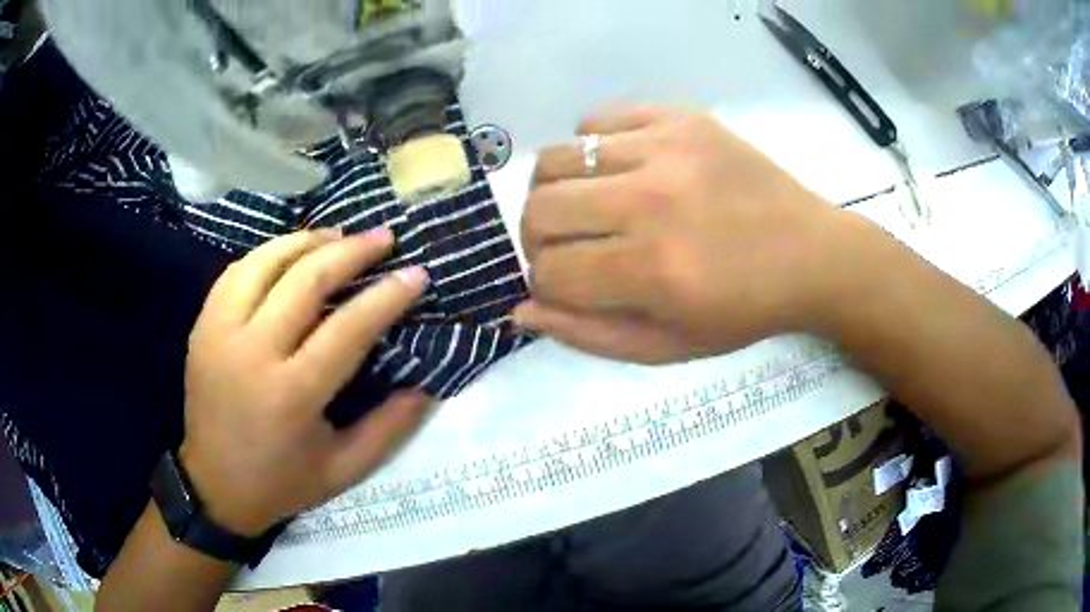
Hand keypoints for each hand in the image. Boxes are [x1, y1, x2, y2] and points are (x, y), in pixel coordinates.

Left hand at [180, 228, 431, 535]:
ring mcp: (219, 333)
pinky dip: (267, 254)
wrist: (214, 486)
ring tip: (338, 234)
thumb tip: (428, 385)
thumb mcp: (344, 470)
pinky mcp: (203, 326)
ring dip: (307, 241)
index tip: (415, 273)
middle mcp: (251, 353)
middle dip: (350, 252)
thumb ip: (389, 428)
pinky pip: (236, 272)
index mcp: (291, 395)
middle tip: (382, 237)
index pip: (347, 328)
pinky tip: (289, 253)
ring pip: (265, 262)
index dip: (387, 296)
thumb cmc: (282, 483)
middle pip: (305, 280)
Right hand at [515, 106, 859, 363]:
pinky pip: (597, 120)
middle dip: (538, 239)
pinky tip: (616, 168)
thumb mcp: (667, 347)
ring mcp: (666, 149)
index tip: (566, 284)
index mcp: (652, 271)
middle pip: (539, 209)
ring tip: (585, 205)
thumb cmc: (743, 310)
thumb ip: (588, 334)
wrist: (810, 254)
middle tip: (568, 246)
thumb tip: (522, 309)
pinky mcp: (680, 118)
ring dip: (555, 191)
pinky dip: (590, 147)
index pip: (549, 271)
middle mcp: (651, 202)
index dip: (545, 283)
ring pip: (556, 158)